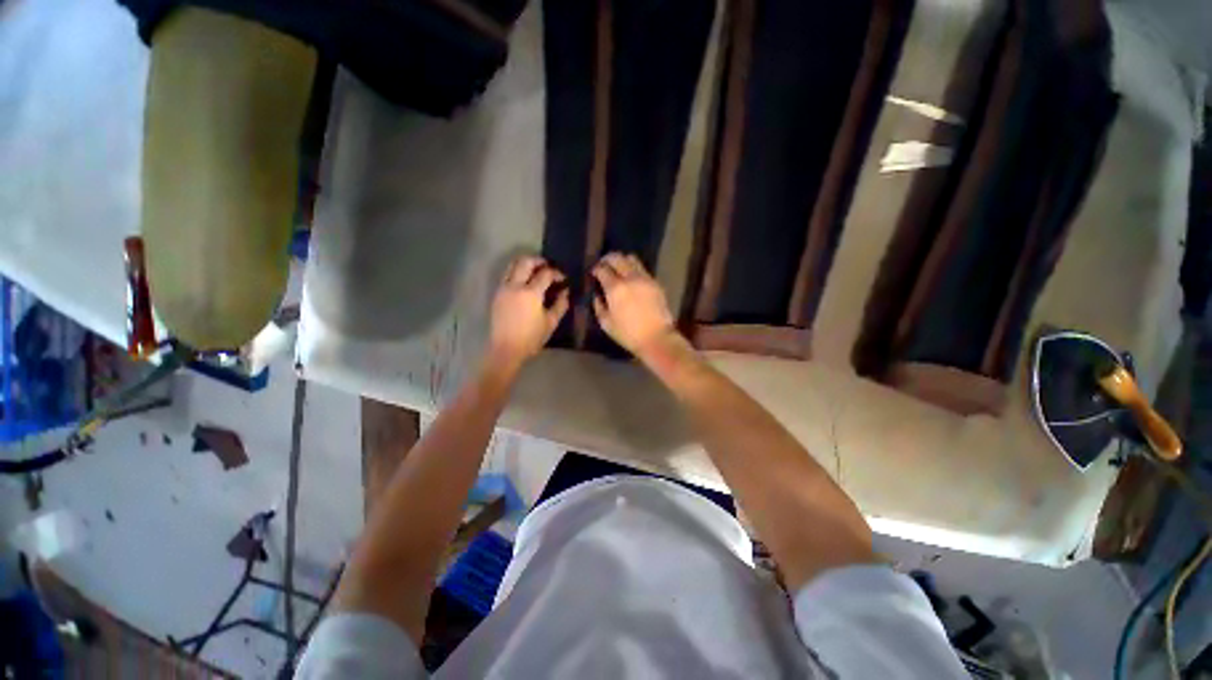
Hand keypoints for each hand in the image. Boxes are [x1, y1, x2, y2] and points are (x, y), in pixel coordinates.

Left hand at [488, 255, 568, 370]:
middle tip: (549, 267)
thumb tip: (566, 292)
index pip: (545, 273)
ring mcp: (503, 288)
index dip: (557, 273)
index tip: (563, 279)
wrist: (506, 349)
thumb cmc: (531, 338)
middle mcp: (515, 285)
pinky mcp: (497, 294)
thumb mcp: (551, 322)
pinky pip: (507, 275)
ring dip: (526, 264)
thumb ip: (561, 304)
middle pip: (525, 262)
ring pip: (513, 265)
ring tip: (536, 271)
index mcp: (530, 293)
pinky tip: (525, 283)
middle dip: (539, 261)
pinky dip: (517, 272)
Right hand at [592, 253, 677, 358]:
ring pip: (631, 259)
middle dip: (607, 259)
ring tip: (618, 269)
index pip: (602, 269)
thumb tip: (597, 295)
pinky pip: (642, 269)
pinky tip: (631, 279)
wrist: (657, 338)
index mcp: (615, 288)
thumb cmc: (628, 334)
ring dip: (622, 261)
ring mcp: (644, 278)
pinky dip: (634, 269)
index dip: (596, 269)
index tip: (593, 273)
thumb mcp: (606, 324)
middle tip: (603, 265)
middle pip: (617, 257)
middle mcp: (630, 278)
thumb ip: (599, 306)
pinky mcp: (655, 283)